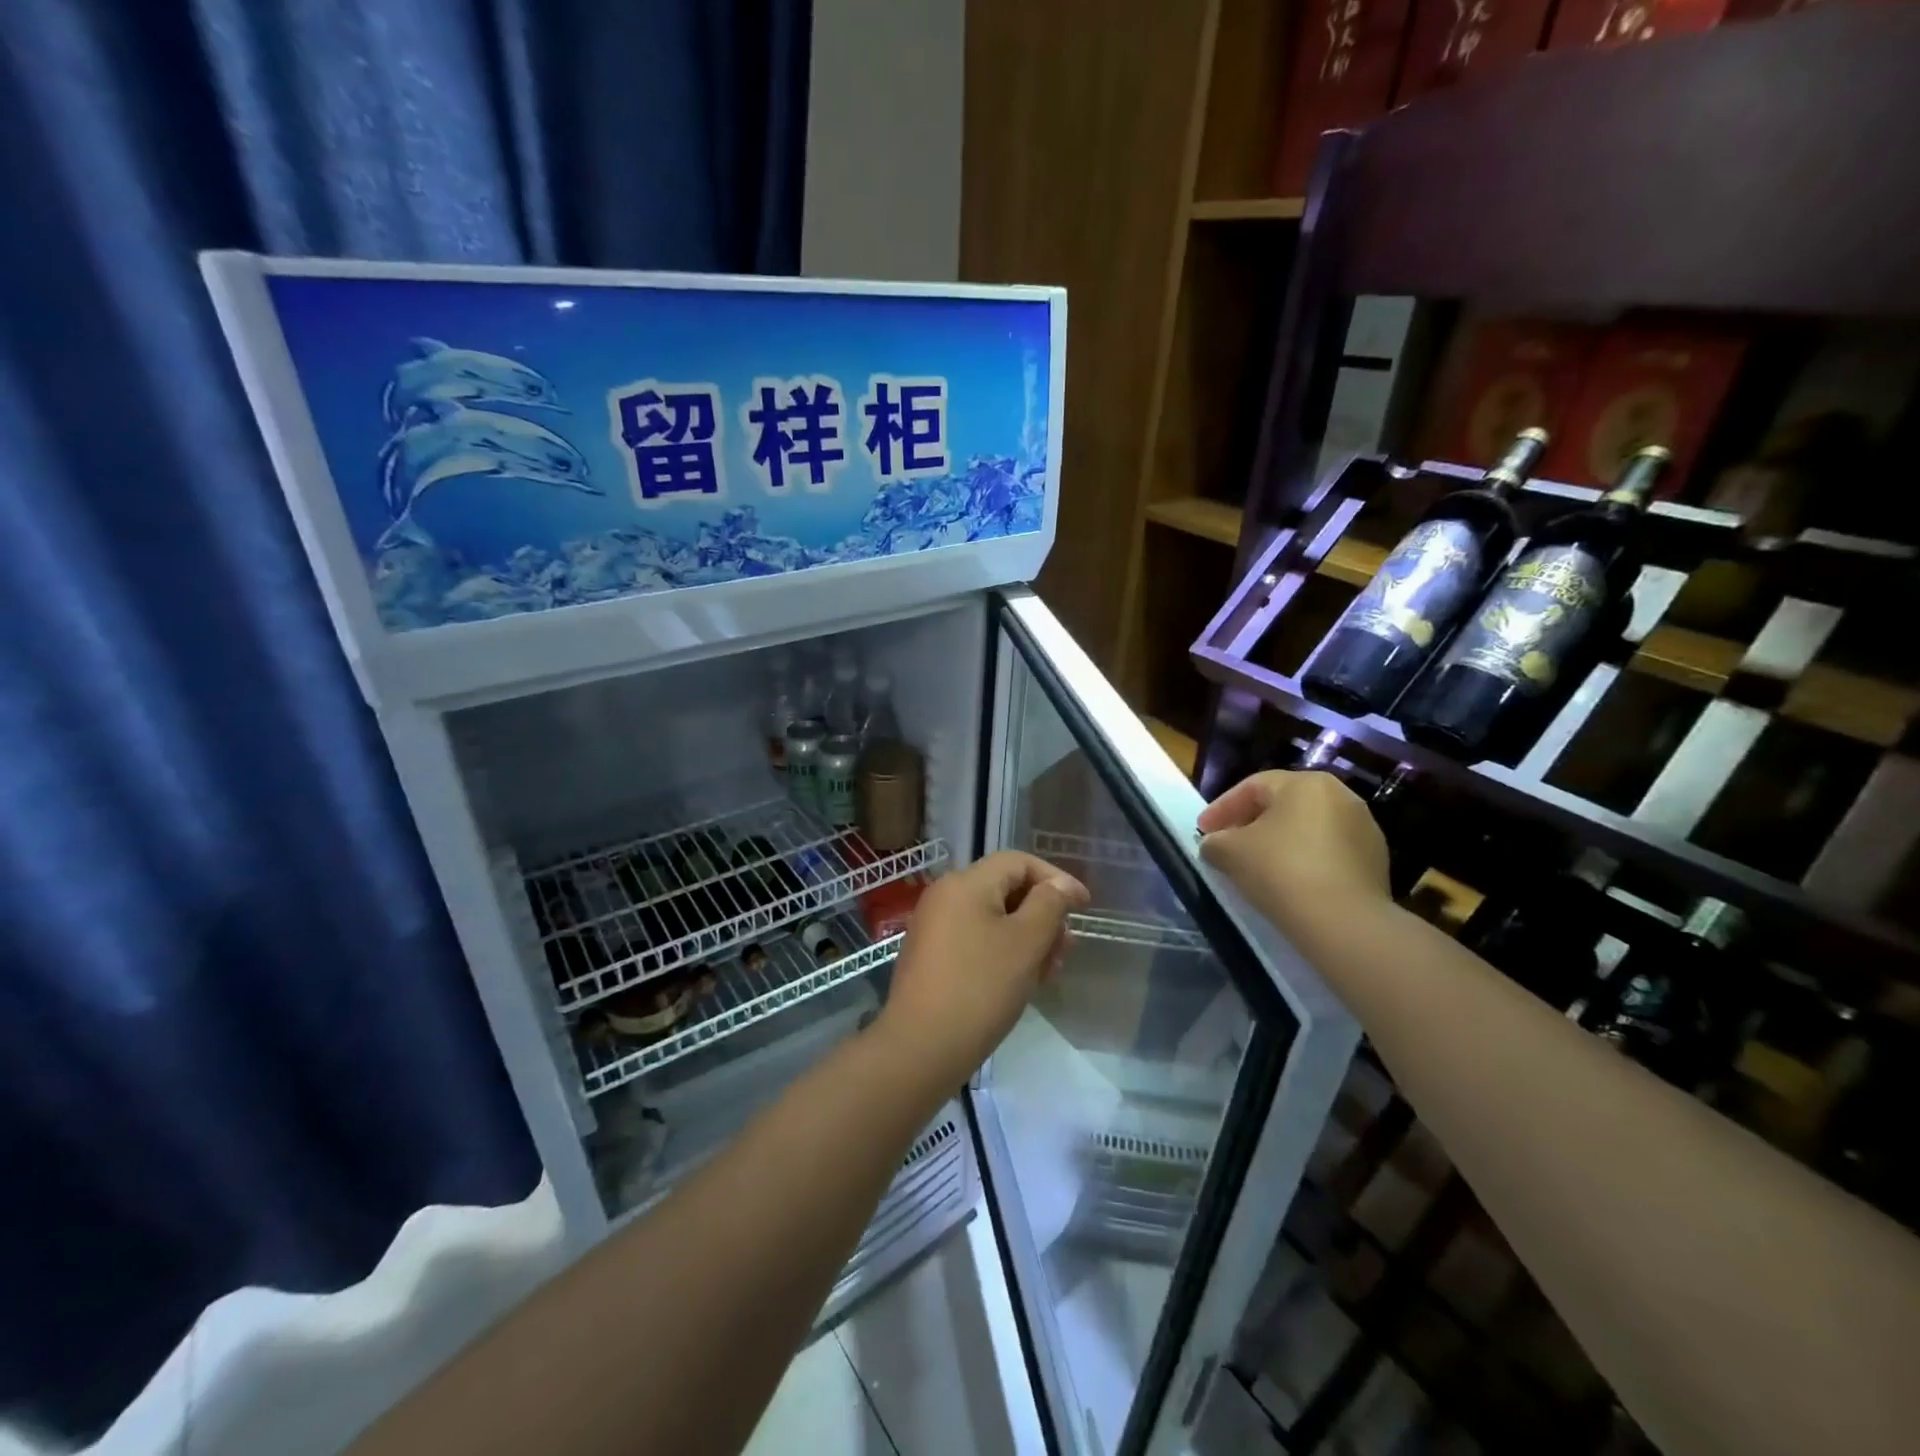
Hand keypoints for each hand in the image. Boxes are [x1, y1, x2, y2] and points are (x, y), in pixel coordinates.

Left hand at [875, 851, 1089, 1091]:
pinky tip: (1021, 982)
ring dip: (1027, 937)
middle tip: (1066, 948)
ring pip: (993, 918)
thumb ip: (1050, 905)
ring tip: (1049, 970)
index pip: (1018, 862)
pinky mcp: (932, 957)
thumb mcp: (1026, 942)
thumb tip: (1061, 885)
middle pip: (1005, 889)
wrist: (921, 1048)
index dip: (1055, 879)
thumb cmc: (980, 987)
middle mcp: (945, 896)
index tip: (1084, 908)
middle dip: (1043, 914)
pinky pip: (976, 940)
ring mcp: (934, 927)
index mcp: (965, 883)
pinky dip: (1003, 952)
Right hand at [1197, 770, 1389, 931]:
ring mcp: (1364, 829)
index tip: (1202, 831)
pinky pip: (1327, 853)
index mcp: (1306, 783)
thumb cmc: (1280, 870)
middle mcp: (1341, 796)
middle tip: (1226, 845)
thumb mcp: (1230, 851)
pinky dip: (1303, 861)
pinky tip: (1288, 884)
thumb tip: (1214, 845)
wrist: (1343, 922)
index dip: (1221, 808)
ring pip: (1307, 830)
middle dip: (1250, 823)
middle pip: (1283, 805)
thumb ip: (1215, 842)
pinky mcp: (1375, 862)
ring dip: (1278, 843)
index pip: (1252, 786)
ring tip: (1256, 867)